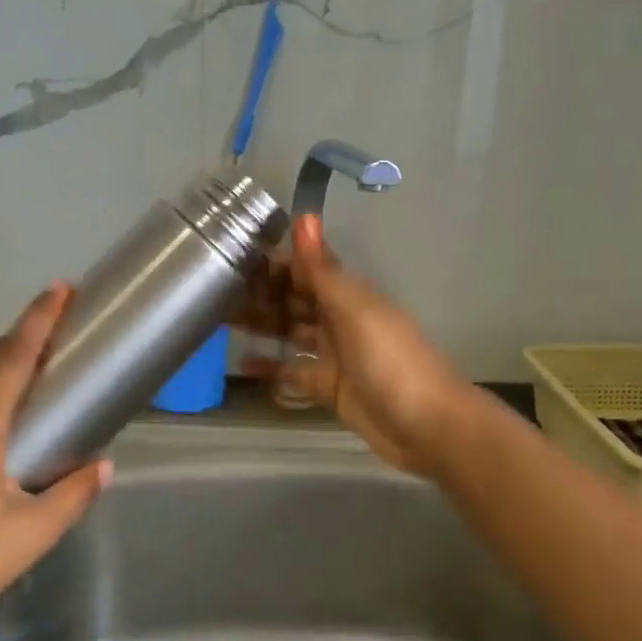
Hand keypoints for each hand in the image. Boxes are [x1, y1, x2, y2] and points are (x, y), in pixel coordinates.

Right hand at [240, 216, 473, 475]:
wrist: (426, 426)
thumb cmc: (390, 360)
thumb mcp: (354, 310)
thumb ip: (323, 268)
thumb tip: (304, 215)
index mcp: (349, 294)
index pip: (306, 268)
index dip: (274, 262)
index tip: (233, 256)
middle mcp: (340, 318)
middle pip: (295, 299)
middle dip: (262, 293)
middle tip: (215, 292)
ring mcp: (335, 354)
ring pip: (292, 332)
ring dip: (263, 325)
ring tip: (221, 320)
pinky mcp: (329, 387)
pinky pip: (295, 371)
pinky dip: (272, 368)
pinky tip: (243, 364)